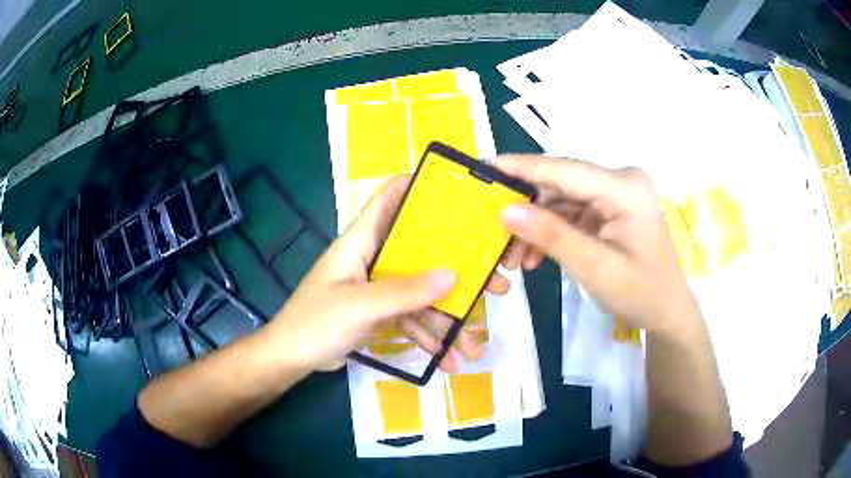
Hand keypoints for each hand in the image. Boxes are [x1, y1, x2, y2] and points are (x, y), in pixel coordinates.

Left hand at [266, 176, 509, 372]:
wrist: (291, 358)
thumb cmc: (315, 322)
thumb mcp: (359, 306)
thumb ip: (404, 292)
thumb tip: (452, 275)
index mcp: (361, 240)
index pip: (389, 198)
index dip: (419, 187)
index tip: (460, 193)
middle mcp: (374, 258)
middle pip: (421, 252)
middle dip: (458, 267)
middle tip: (495, 280)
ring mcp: (378, 288)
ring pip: (421, 293)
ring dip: (448, 317)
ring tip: (476, 342)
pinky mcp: (380, 313)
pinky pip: (411, 319)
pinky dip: (428, 338)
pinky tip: (449, 360)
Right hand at [493, 155, 701, 336]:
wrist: (666, 310)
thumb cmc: (640, 293)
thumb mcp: (595, 269)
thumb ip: (552, 236)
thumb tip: (506, 211)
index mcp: (626, 189)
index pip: (566, 170)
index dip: (523, 167)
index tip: (484, 166)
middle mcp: (621, 180)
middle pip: (561, 184)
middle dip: (526, 209)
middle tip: (493, 231)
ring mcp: (616, 192)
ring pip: (562, 199)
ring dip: (536, 226)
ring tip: (513, 257)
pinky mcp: (611, 206)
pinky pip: (572, 212)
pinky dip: (552, 232)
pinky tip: (535, 256)